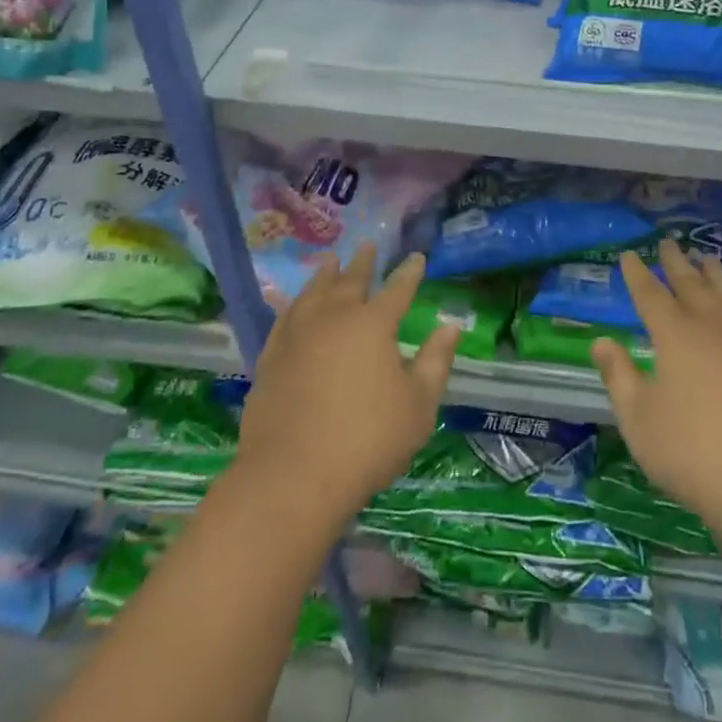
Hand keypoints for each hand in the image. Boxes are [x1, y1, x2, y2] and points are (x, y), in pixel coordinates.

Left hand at [235, 245, 458, 530]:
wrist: (293, 476)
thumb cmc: (368, 440)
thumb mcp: (419, 405)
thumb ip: (436, 361)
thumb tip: (450, 325)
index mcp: (373, 324)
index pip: (397, 289)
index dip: (409, 272)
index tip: (416, 257)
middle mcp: (333, 318)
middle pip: (350, 281)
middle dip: (363, 263)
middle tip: (368, 245)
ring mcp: (297, 336)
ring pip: (313, 293)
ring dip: (325, 275)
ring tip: (330, 262)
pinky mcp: (271, 358)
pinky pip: (284, 318)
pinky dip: (294, 304)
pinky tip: (295, 304)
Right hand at [592, 242, 721, 552]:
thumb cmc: (693, 452)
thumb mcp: (639, 419)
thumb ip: (619, 376)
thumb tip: (601, 341)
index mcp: (676, 336)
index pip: (651, 295)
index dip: (638, 275)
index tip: (629, 255)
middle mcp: (712, 328)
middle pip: (691, 286)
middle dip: (676, 264)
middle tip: (669, 242)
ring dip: (713, 276)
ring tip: (706, 260)